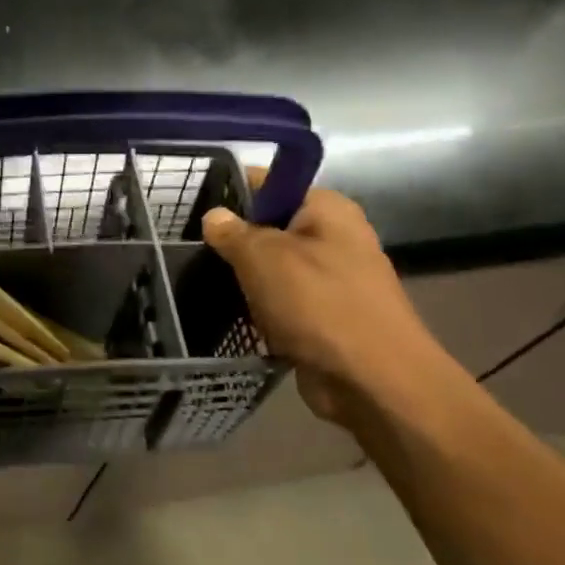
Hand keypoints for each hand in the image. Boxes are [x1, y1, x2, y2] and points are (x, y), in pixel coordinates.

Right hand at [201, 189, 465, 427]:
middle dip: (234, 240)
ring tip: (203, 282)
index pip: (270, 183)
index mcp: (327, 209)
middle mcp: (333, 237)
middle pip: (269, 226)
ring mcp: (331, 280)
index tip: (194, 208)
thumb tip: (214, 216)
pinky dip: (259, 308)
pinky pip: (280, 302)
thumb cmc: (320, 305)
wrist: (373, 381)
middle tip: (191, 250)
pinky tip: (230, 314)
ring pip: (272, 268)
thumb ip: (234, 232)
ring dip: (244, 279)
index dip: (232, 191)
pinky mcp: (324, 317)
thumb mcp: (264, 258)